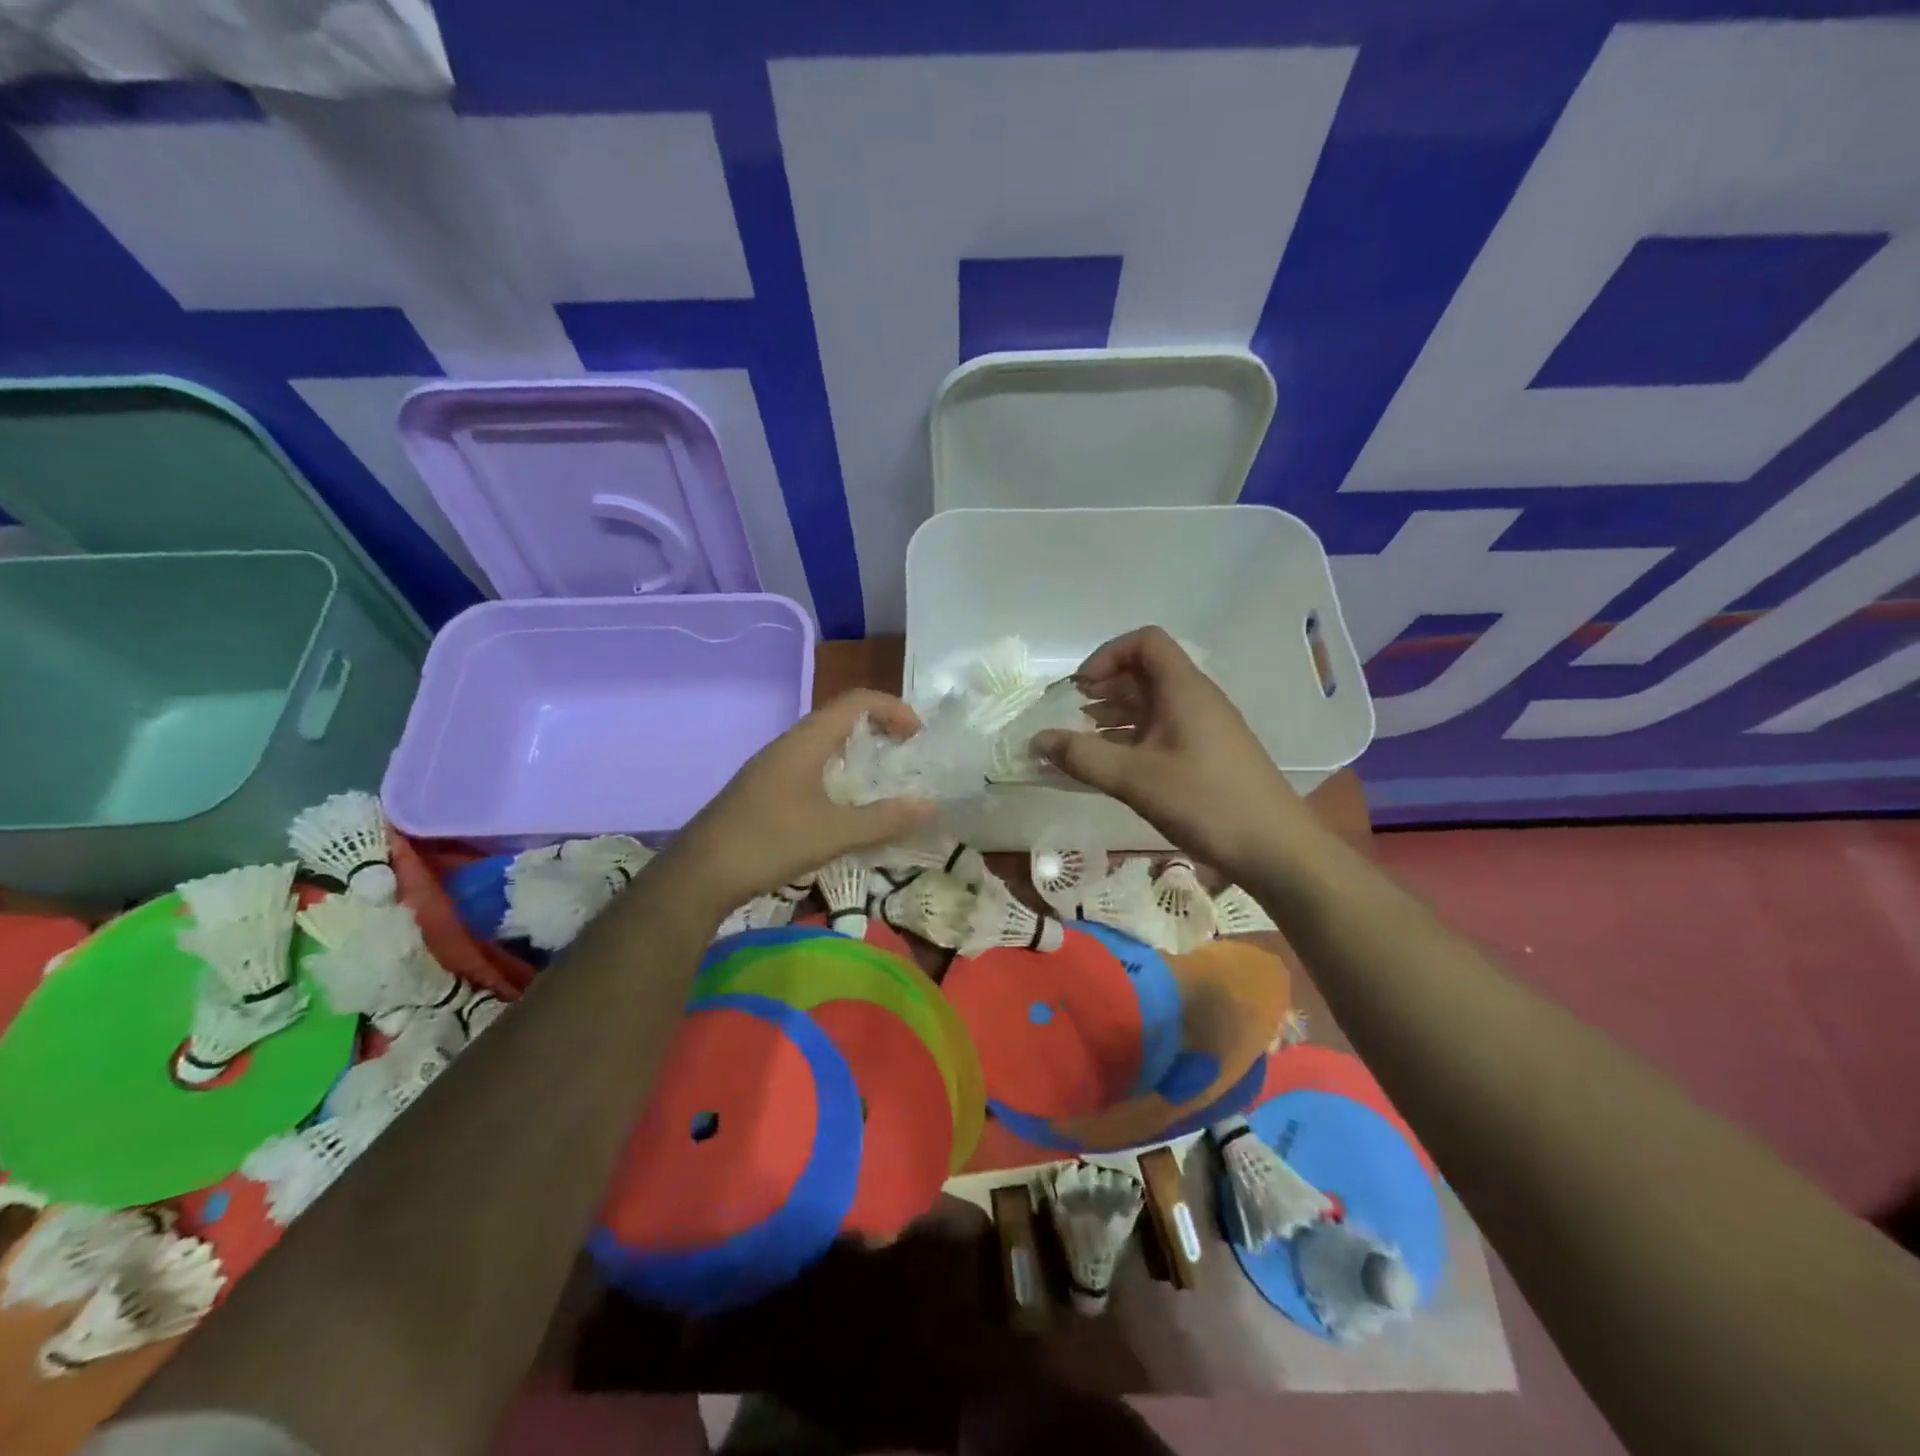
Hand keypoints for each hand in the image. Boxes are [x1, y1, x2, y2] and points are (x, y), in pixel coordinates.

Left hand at [667, 691, 936, 912]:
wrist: (698, 875)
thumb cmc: (768, 843)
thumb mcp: (834, 833)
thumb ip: (884, 819)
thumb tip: (931, 806)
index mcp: (805, 741)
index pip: (856, 701)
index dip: (892, 708)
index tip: (918, 735)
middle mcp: (788, 744)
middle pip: (840, 718)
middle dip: (878, 729)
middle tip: (907, 755)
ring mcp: (772, 767)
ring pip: (823, 744)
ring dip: (857, 753)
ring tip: (883, 781)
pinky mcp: (763, 789)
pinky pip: (810, 766)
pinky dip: (837, 774)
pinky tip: (844, 808)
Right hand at [1031, 627, 1314, 876]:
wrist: (1276, 849)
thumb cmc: (1206, 803)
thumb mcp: (1136, 779)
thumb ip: (1083, 756)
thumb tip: (1036, 740)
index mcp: (1184, 690)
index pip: (1145, 642)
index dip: (1107, 655)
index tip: (1080, 688)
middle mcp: (1196, 700)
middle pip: (1146, 672)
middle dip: (1104, 687)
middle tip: (1070, 714)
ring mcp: (1205, 728)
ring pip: (1153, 704)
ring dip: (1115, 715)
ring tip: (1081, 739)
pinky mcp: (1208, 755)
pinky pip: (1162, 731)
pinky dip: (1132, 738)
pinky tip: (1112, 764)